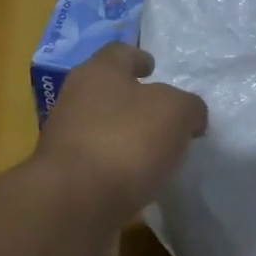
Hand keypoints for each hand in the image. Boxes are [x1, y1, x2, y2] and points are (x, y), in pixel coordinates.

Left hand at [36, 43, 207, 220]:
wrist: (74, 202)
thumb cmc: (126, 140)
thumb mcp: (176, 112)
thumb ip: (188, 107)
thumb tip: (190, 117)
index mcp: (98, 72)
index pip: (119, 52)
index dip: (138, 57)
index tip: (152, 67)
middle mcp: (75, 99)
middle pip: (106, 90)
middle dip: (132, 99)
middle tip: (162, 113)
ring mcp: (65, 139)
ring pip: (101, 127)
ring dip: (124, 135)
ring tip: (155, 151)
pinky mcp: (65, 176)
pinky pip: (98, 163)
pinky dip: (116, 167)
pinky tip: (137, 179)